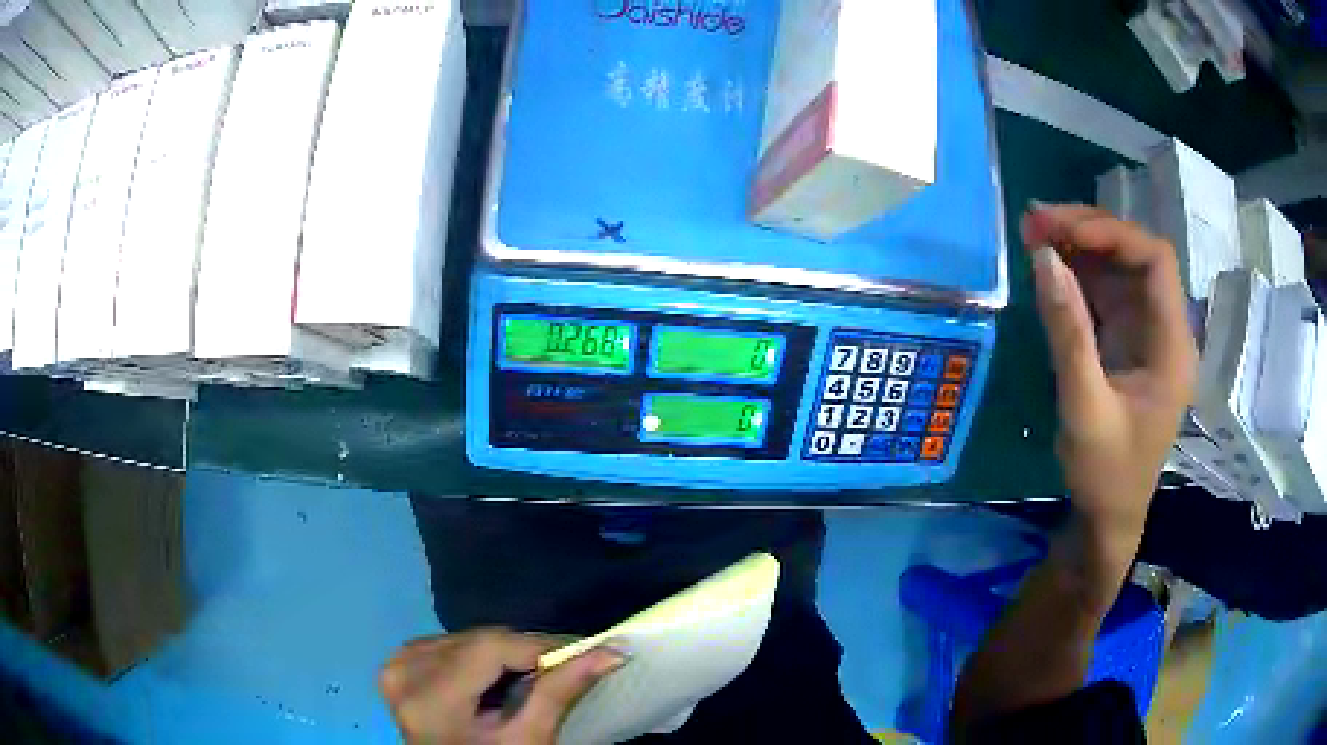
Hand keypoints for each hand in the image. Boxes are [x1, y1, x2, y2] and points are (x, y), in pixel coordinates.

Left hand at [381, 627, 622, 744]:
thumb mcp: (529, 739)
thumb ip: (559, 691)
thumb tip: (610, 651)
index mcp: (430, 697)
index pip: (490, 648)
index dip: (540, 644)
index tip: (586, 649)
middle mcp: (403, 671)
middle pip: (477, 640)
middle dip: (526, 649)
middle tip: (567, 662)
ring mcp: (397, 666)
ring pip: (465, 638)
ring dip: (504, 651)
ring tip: (537, 670)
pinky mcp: (399, 666)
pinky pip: (448, 645)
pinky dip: (480, 655)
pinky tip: (499, 674)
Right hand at [1022, 204, 1197, 554]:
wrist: (1109, 517)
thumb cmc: (1106, 474)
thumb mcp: (1085, 409)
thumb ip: (1068, 333)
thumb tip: (1044, 258)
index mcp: (1172, 346)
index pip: (1155, 261)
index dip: (1112, 234)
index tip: (1062, 231)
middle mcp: (1164, 329)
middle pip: (1135, 255)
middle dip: (1088, 231)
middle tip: (1036, 222)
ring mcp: (1144, 333)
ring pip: (1117, 268)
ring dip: (1077, 247)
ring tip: (1032, 234)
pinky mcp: (1125, 342)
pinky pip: (1103, 292)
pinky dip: (1074, 274)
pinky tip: (1046, 265)